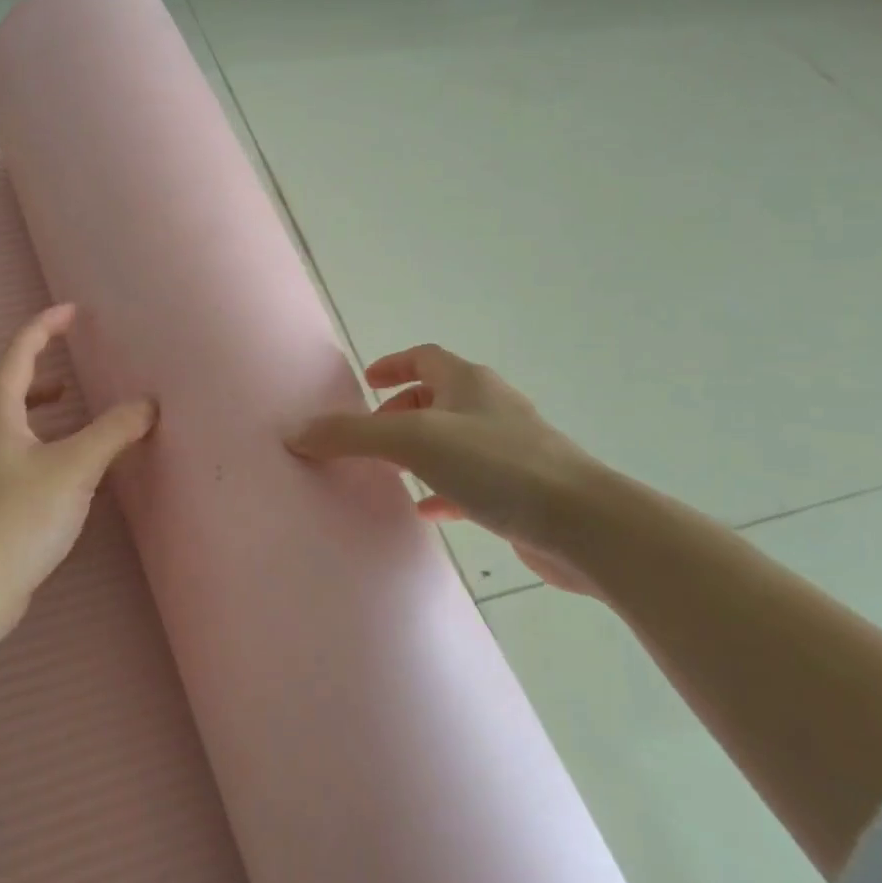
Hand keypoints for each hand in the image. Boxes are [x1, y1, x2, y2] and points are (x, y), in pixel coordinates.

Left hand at [0, 304, 156, 639]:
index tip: (71, 312)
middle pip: (11, 387)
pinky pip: (22, 453)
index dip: (44, 327)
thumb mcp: (74, 467)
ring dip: (42, 406)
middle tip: (72, 360)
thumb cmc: (20, 516)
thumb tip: (147, 405)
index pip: (18, 355)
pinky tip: (68, 466)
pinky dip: (46, 441)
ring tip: (70, 402)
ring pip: (15, 422)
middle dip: (40, 366)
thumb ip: (113, 432)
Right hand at [288, 344, 600, 593]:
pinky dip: (443, 489)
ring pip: (454, 442)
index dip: (394, 364)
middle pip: (439, 399)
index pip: (426, 358)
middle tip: (371, 435)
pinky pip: (472, 482)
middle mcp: (491, 409)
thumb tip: (297, 432)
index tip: (367, 381)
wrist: (584, 524)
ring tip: (390, 473)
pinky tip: (428, 510)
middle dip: (401, 412)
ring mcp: (511, 451)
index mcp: (469, 384)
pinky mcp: (521, 491)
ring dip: (421, 452)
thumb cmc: (497, 465)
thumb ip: (352, 435)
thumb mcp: (413, 441)